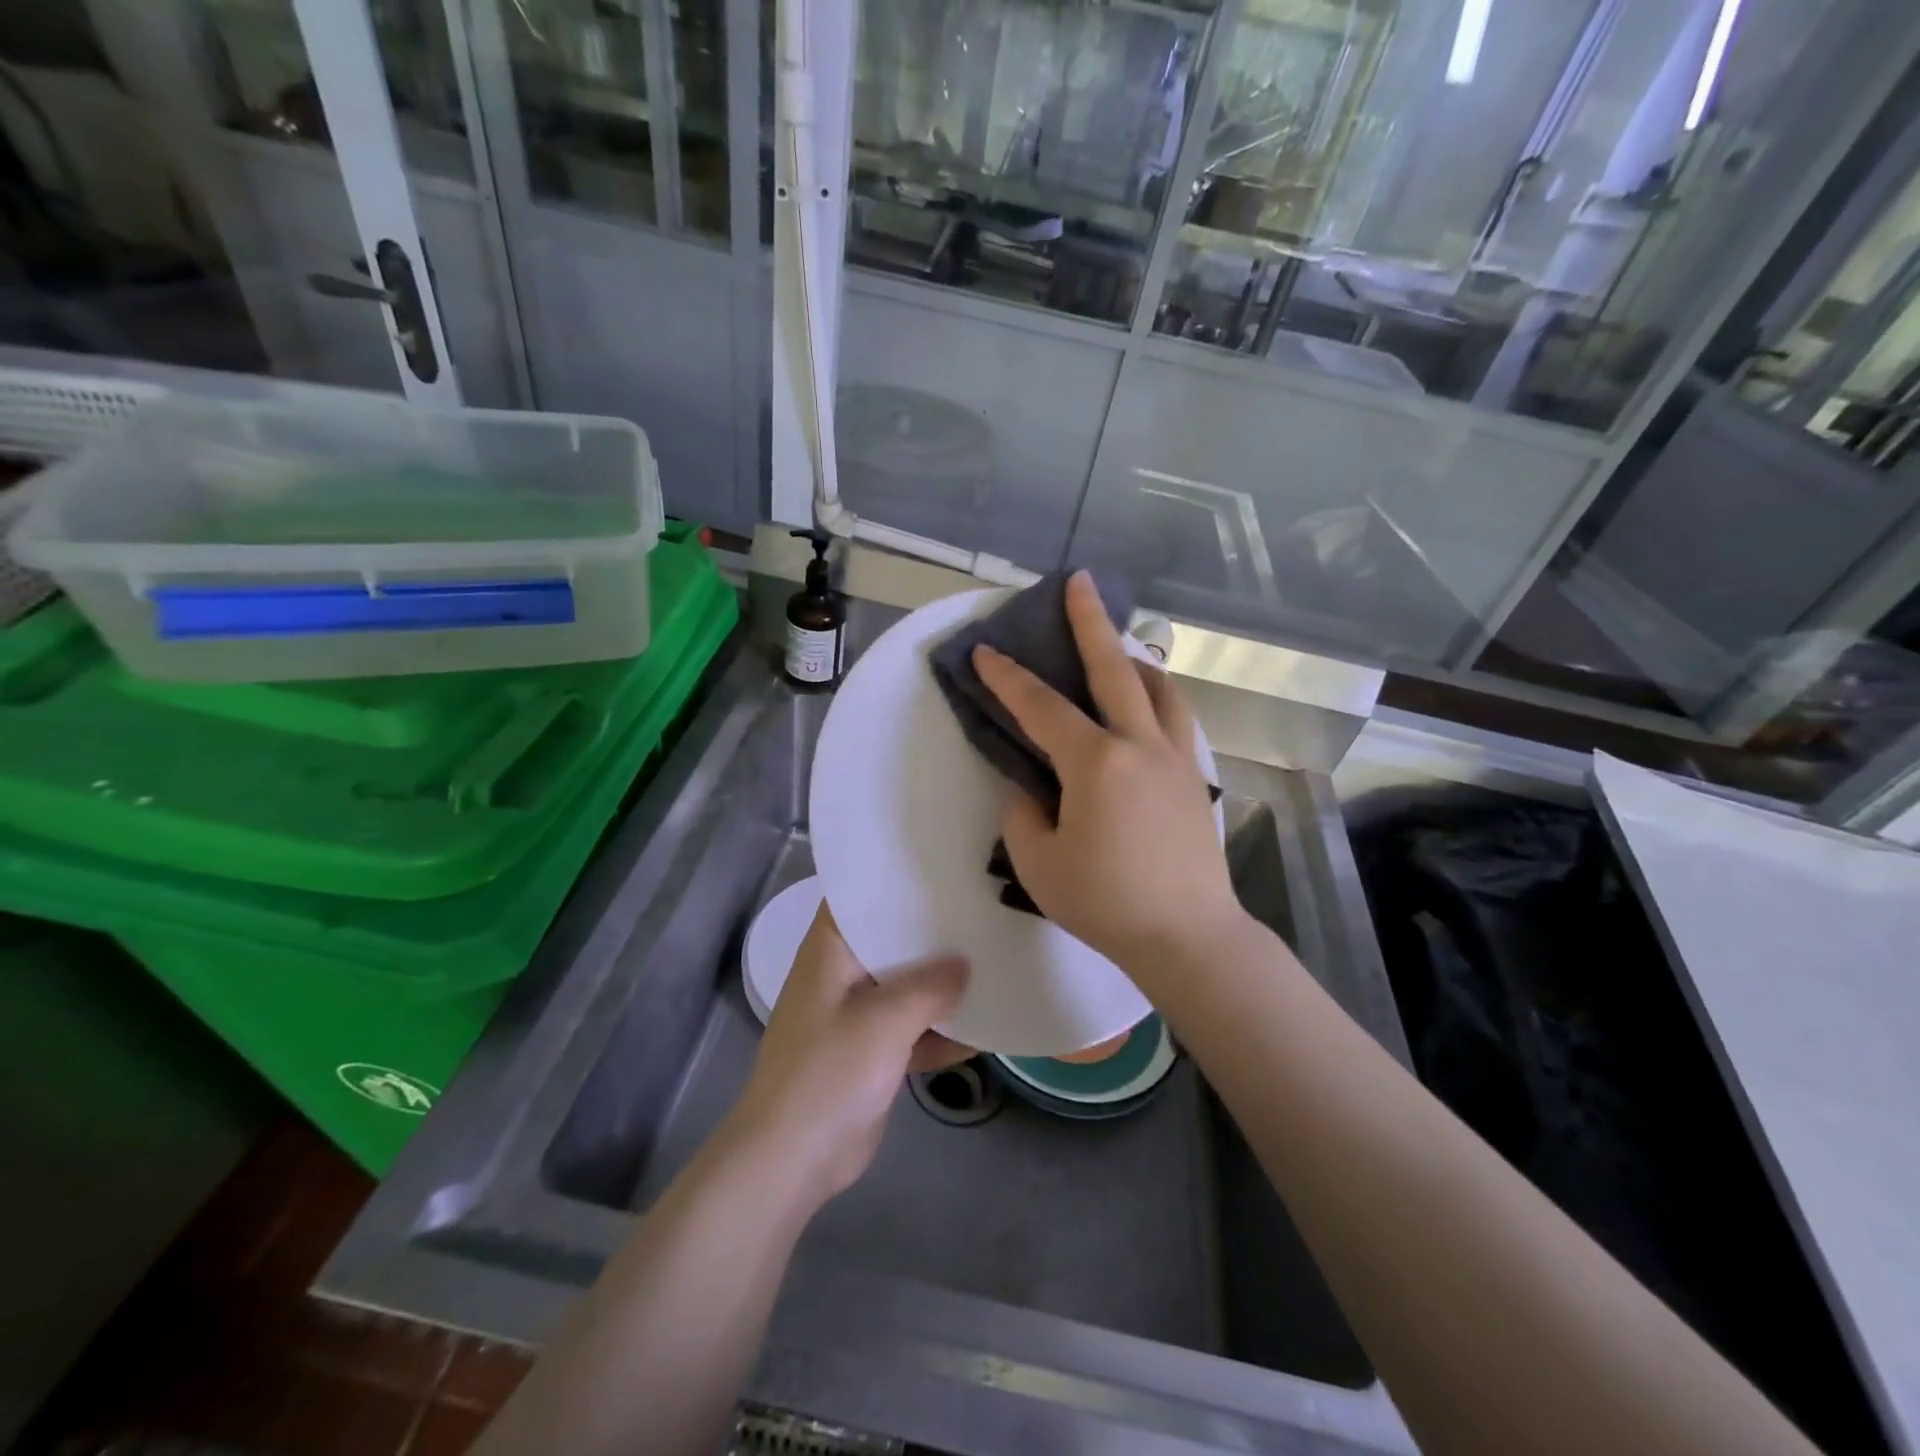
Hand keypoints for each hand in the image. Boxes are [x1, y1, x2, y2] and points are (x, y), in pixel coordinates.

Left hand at [724, 905, 970, 1208]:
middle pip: (892, 938)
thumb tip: (966, 964)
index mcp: (831, 950)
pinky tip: (986, 1025)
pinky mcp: (872, 1054)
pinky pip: (913, 1030)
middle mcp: (843, 973)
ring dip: (942, 983)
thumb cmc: (829, 1072)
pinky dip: (941, 1029)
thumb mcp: (884, 1020)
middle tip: (984, 906)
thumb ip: (930, 987)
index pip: (860, 894)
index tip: (943, 861)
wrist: (792, 1159)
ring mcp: (857, 1015)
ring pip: (906, 985)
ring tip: (995, 957)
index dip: (896, 875)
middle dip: (933, 929)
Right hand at [972, 571, 1241, 977]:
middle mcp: (1140, 744)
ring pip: (1158, 687)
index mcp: (1096, 762)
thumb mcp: (1039, 863)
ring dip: (1132, 658)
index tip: (985, 651)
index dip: (1008, 677)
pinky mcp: (1195, 777)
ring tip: (1117, 648)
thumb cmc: (1105, 902)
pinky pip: (1177, 718)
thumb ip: (1024, 813)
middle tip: (1080, 581)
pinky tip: (1146, 706)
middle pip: (1114, 668)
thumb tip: (1030, 785)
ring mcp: (1176, 757)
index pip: (1042, 707)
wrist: (1187, 935)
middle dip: (1090, 621)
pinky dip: (1157, 696)